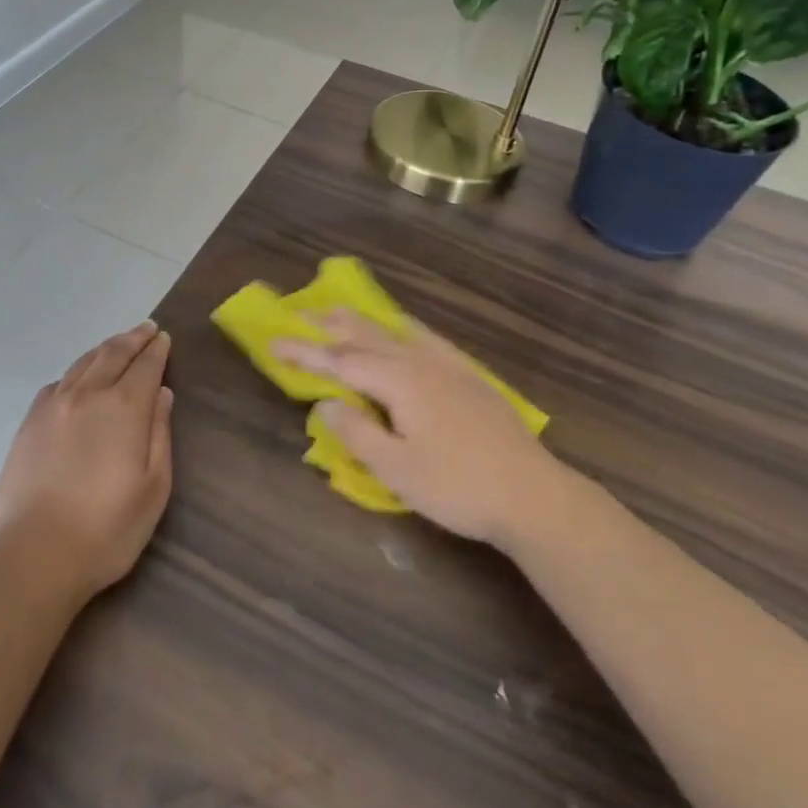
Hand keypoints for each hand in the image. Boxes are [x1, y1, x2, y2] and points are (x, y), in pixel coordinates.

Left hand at [0, 321, 174, 602]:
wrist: (33, 555)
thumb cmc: (105, 530)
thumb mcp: (152, 488)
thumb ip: (159, 434)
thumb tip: (162, 393)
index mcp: (123, 408)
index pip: (145, 366)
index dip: (156, 350)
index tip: (163, 337)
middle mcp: (87, 395)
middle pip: (112, 354)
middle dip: (132, 339)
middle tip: (145, 329)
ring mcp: (52, 406)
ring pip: (82, 364)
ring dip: (103, 349)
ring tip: (116, 344)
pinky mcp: (28, 424)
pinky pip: (56, 383)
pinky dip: (74, 372)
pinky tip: (76, 380)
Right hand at [274, 310, 577, 548]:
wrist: (534, 495)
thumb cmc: (458, 487)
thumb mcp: (397, 469)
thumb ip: (357, 433)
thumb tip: (326, 403)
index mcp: (399, 381)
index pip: (340, 361)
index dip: (305, 352)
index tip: (273, 342)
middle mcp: (421, 362)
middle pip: (366, 335)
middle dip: (330, 325)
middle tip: (299, 313)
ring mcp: (448, 366)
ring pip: (395, 332)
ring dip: (362, 322)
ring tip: (340, 312)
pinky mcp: (469, 377)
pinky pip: (424, 338)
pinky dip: (400, 328)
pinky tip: (403, 331)